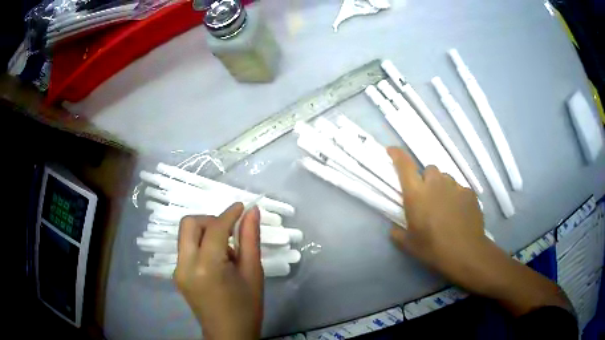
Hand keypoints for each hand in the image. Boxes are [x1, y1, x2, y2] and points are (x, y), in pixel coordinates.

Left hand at [174, 203, 263, 339]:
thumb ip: (250, 239)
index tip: (242, 206)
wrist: (229, 334)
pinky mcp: (177, 275)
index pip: (214, 228)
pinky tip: (217, 260)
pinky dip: (200, 245)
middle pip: (189, 224)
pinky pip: (186, 248)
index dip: (229, 214)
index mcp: (207, 267)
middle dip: (210, 220)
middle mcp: (185, 265)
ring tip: (226, 251)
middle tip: (230, 231)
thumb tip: (252, 211)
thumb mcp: (254, 273)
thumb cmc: (247, 307)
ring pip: (185, 235)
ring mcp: (178, 270)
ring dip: (205, 232)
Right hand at [387, 147, 489, 282]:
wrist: (465, 252)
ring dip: (442, 187)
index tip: (391, 149)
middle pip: (429, 169)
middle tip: (428, 197)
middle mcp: (435, 183)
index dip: (397, 154)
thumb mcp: (409, 245)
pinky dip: (456, 196)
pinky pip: (460, 188)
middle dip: (426, 179)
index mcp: (416, 194)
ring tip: (445, 206)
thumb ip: (398, 234)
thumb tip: (394, 230)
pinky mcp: (469, 192)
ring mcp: (455, 186)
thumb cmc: (433, 248)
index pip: (404, 165)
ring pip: (446, 178)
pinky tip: (459, 213)